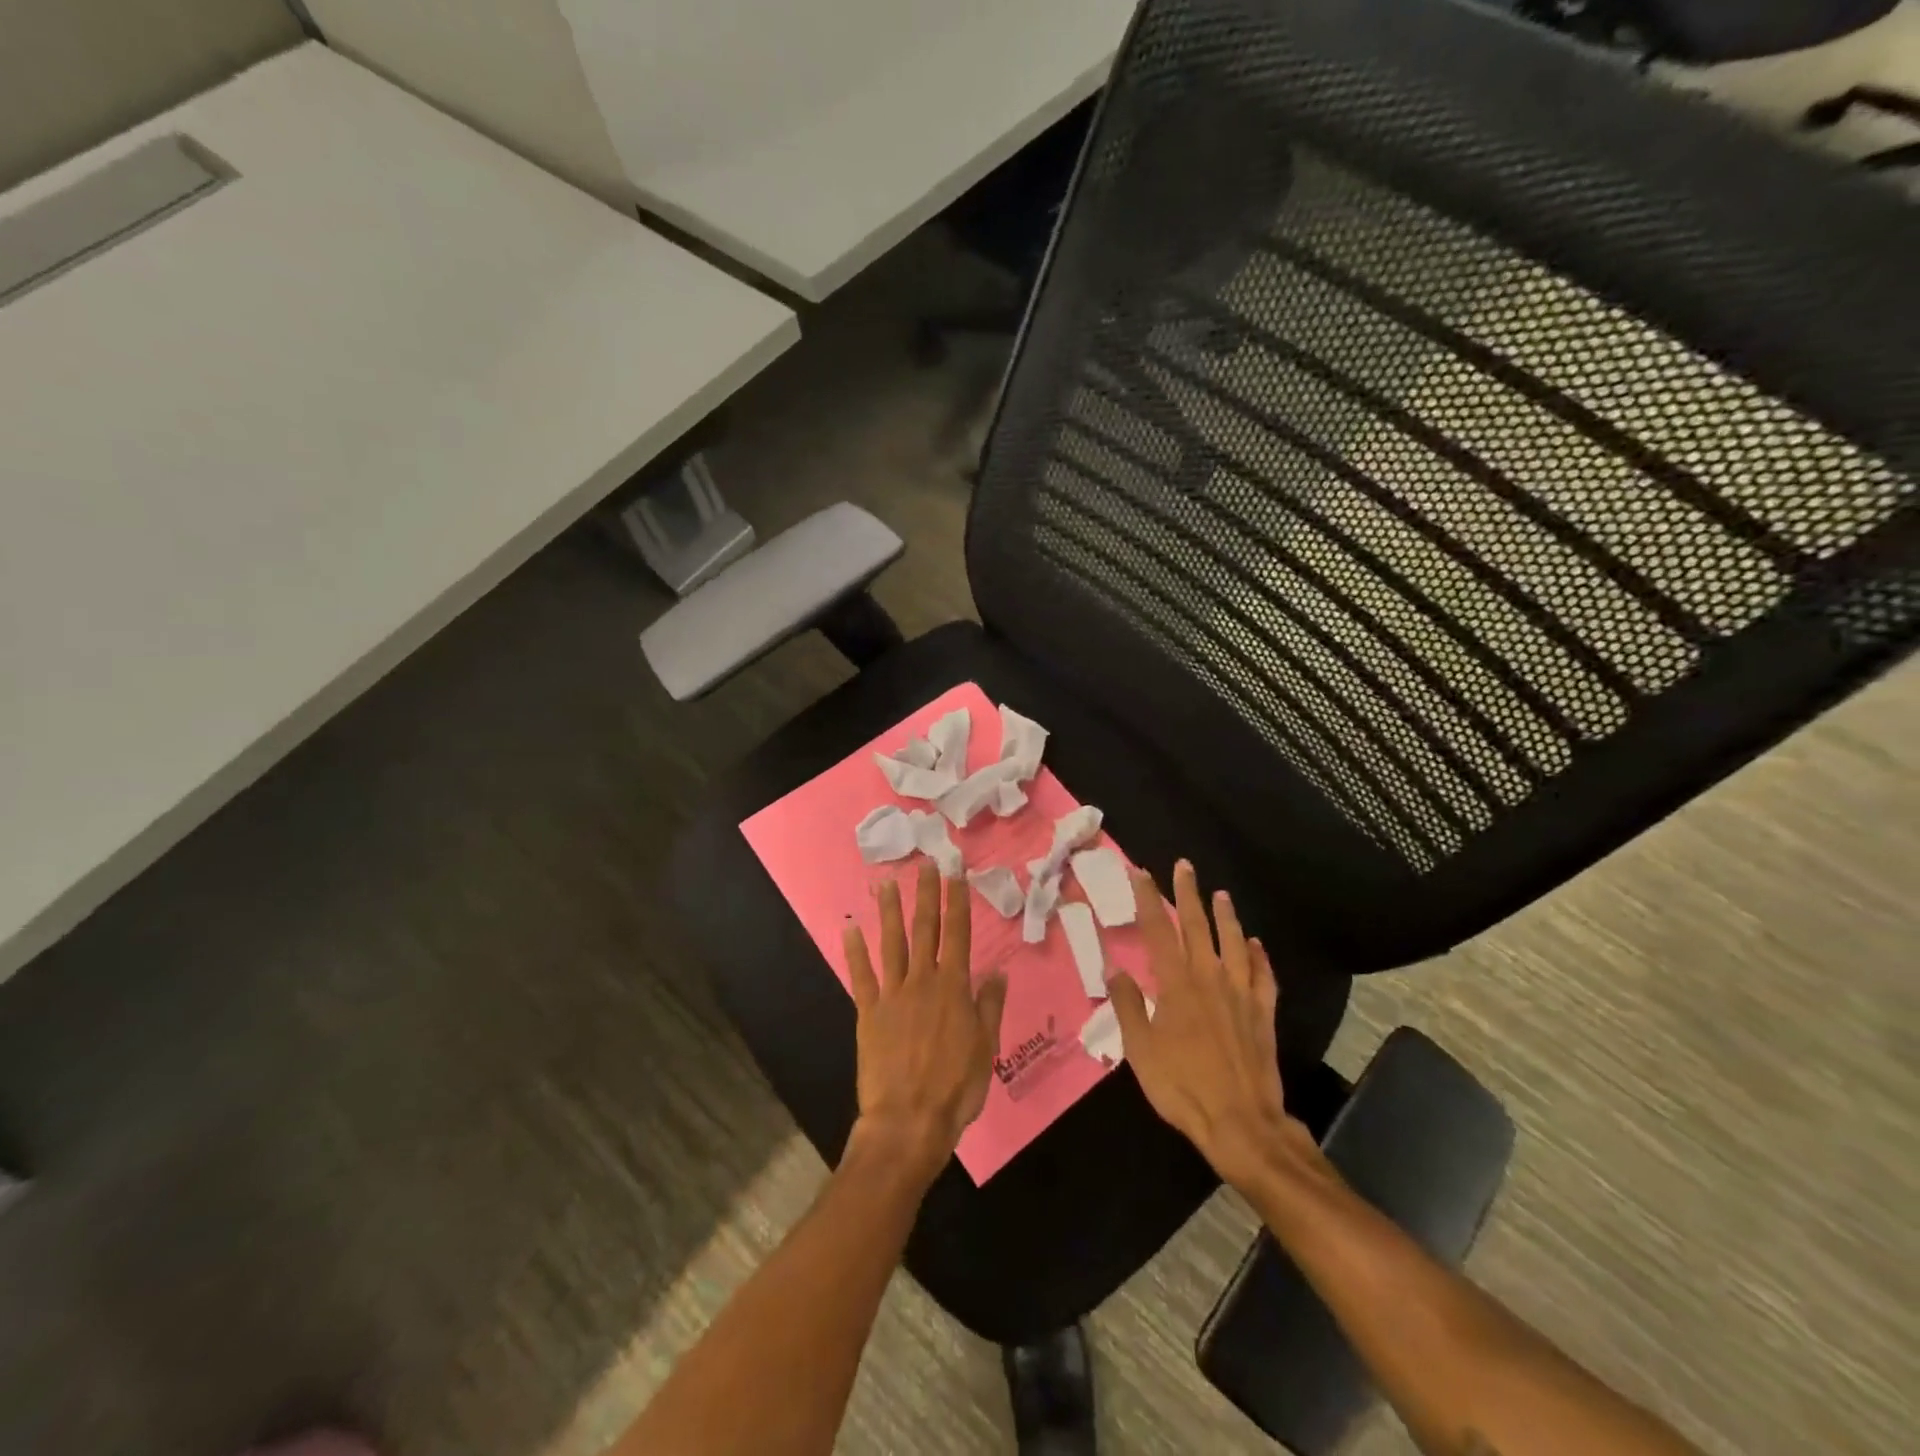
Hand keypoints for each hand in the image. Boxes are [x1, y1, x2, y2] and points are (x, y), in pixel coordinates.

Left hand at [842, 861, 1008, 1182]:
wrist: (909, 1120)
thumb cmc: (955, 1087)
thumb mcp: (985, 1047)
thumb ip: (990, 1006)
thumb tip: (998, 972)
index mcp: (953, 988)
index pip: (958, 935)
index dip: (957, 903)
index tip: (955, 875)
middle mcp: (922, 982)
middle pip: (925, 930)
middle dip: (926, 896)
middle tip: (925, 865)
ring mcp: (892, 995)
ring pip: (892, 944)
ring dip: (889, 912)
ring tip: (885, 884)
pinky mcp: (868, 1013)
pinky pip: (861, 976)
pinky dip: (855, 952)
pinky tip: (850, 929)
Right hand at [1109, 859, 1307, 1191]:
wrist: (1241, 1123)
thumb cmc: (1182, 1086)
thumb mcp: (1140, 1050)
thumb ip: (1128, 1005)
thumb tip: (1114, 968)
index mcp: (1177, 985)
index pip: (1159, 931)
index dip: (1149, 900)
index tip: (1142, 873)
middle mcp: (1210, 979)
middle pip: (1198, 927)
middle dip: (1188, 893)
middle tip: (1185, 865)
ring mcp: (1241, 994)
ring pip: (1235, 943)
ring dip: (1226, 916)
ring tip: (1222, 894)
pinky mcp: (1263, 1014)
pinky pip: (1264, 976)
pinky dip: (1260, 956)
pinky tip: (1258, 944)